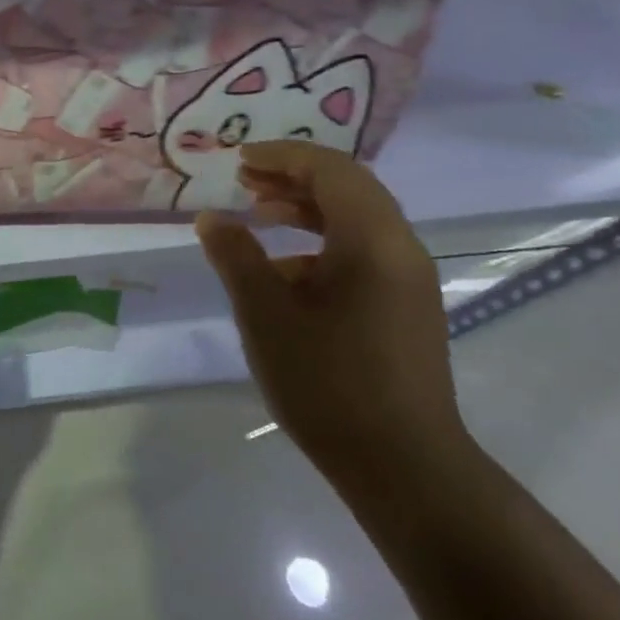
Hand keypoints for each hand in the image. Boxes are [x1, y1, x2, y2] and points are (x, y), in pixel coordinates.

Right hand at [195, 141, 467, 498]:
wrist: (403, 464)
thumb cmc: (327, 380)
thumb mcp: (265, 313)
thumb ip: (236, 256)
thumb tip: (212, 217)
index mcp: (371, 240)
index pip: (331, 170)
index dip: (283, 155)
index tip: (239, 159)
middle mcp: (400, 248)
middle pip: (349, 188)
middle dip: (294, 176)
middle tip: (245, 179)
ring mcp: (408, 279)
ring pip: (357, 219)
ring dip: (307, 207)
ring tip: (258, 213)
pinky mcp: (406, 306)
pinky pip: (363, 250)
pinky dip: (322, 240)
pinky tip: (284, 269)